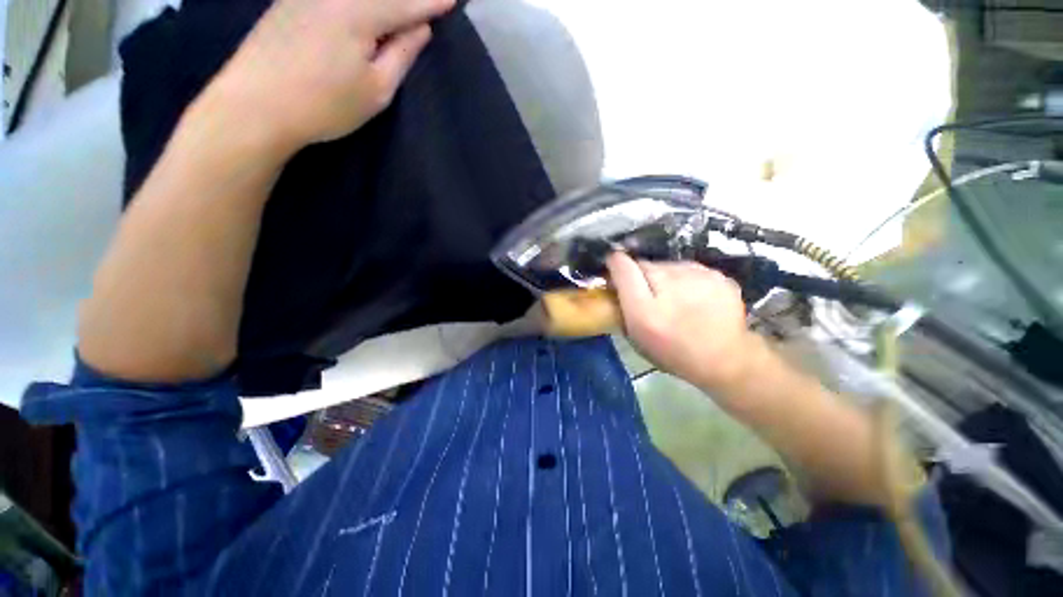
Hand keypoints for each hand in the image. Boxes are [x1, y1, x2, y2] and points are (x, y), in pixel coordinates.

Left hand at [199, 0, 454, 154]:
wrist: (255, 105)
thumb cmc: (325, 105)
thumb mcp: (376, 89)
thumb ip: (401, 55)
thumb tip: (419, 28)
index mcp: (358, 11)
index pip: (404, 4)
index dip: (430, 3)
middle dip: (404, 0)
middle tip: (426, 3)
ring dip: (381, 1)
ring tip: (397, 9)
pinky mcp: (289, 1)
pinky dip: (356, 2)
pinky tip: (365, 9)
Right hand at [606, 253, 762, 394]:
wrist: (727, 359)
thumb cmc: (674, 353)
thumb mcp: (637, 338)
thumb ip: (622, 309)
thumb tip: (615, 284)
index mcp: (645, 310)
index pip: (623, 267)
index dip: (615, 263)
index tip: (613, 266)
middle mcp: (670, 287)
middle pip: (644, 264)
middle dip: (640, 275)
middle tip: (647, 293)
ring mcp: (697, 277)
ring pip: (667, 265)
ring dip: (663, 277)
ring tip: (673, 297)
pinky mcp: (716, 274)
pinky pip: (688, 269)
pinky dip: (685, 279)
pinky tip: (692, 297)